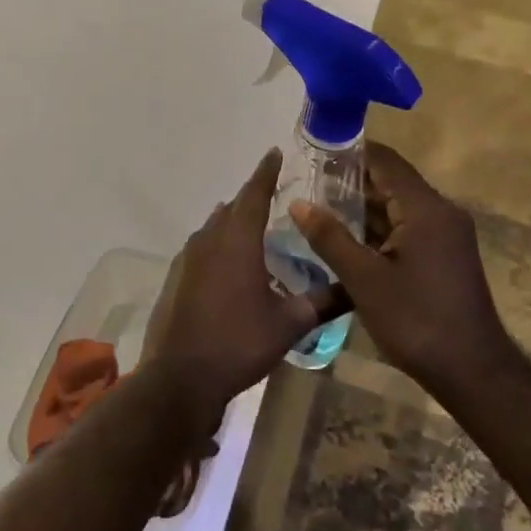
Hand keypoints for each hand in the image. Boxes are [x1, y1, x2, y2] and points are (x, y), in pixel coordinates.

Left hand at [142, 150, 342, 421]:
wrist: (180, 377)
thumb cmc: (238, 344)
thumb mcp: (289, 325)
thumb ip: (322, 302)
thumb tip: (355, 289)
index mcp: (237, 241)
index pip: (254, 194)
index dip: (266, 172)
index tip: (274, 153)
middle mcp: (208, 240)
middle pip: (232, 208)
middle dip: (252, 198)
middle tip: (275, 195)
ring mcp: (186, 259)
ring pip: (213, 228)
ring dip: (233, 222)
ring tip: (255, 227)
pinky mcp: (175, 278)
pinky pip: (201, 249)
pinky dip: (218, 246)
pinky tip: (229, 265)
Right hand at [290, 142, 522, 394]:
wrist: (471, 371)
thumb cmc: (416, 320)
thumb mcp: (364, 279)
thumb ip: (330, 238)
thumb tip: (298, 204)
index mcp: (425, 209)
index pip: (385, 161)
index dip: (349, 153)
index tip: (313, 153)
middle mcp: (440, 213)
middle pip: (391, 182)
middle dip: (349, 182)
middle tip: (305, 184)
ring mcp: (445, 236)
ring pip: (397, 208)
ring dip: (361, 208)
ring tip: (315, 209)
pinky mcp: (443, 256)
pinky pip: (405, 229)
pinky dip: (377, 230)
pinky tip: (344, 240)